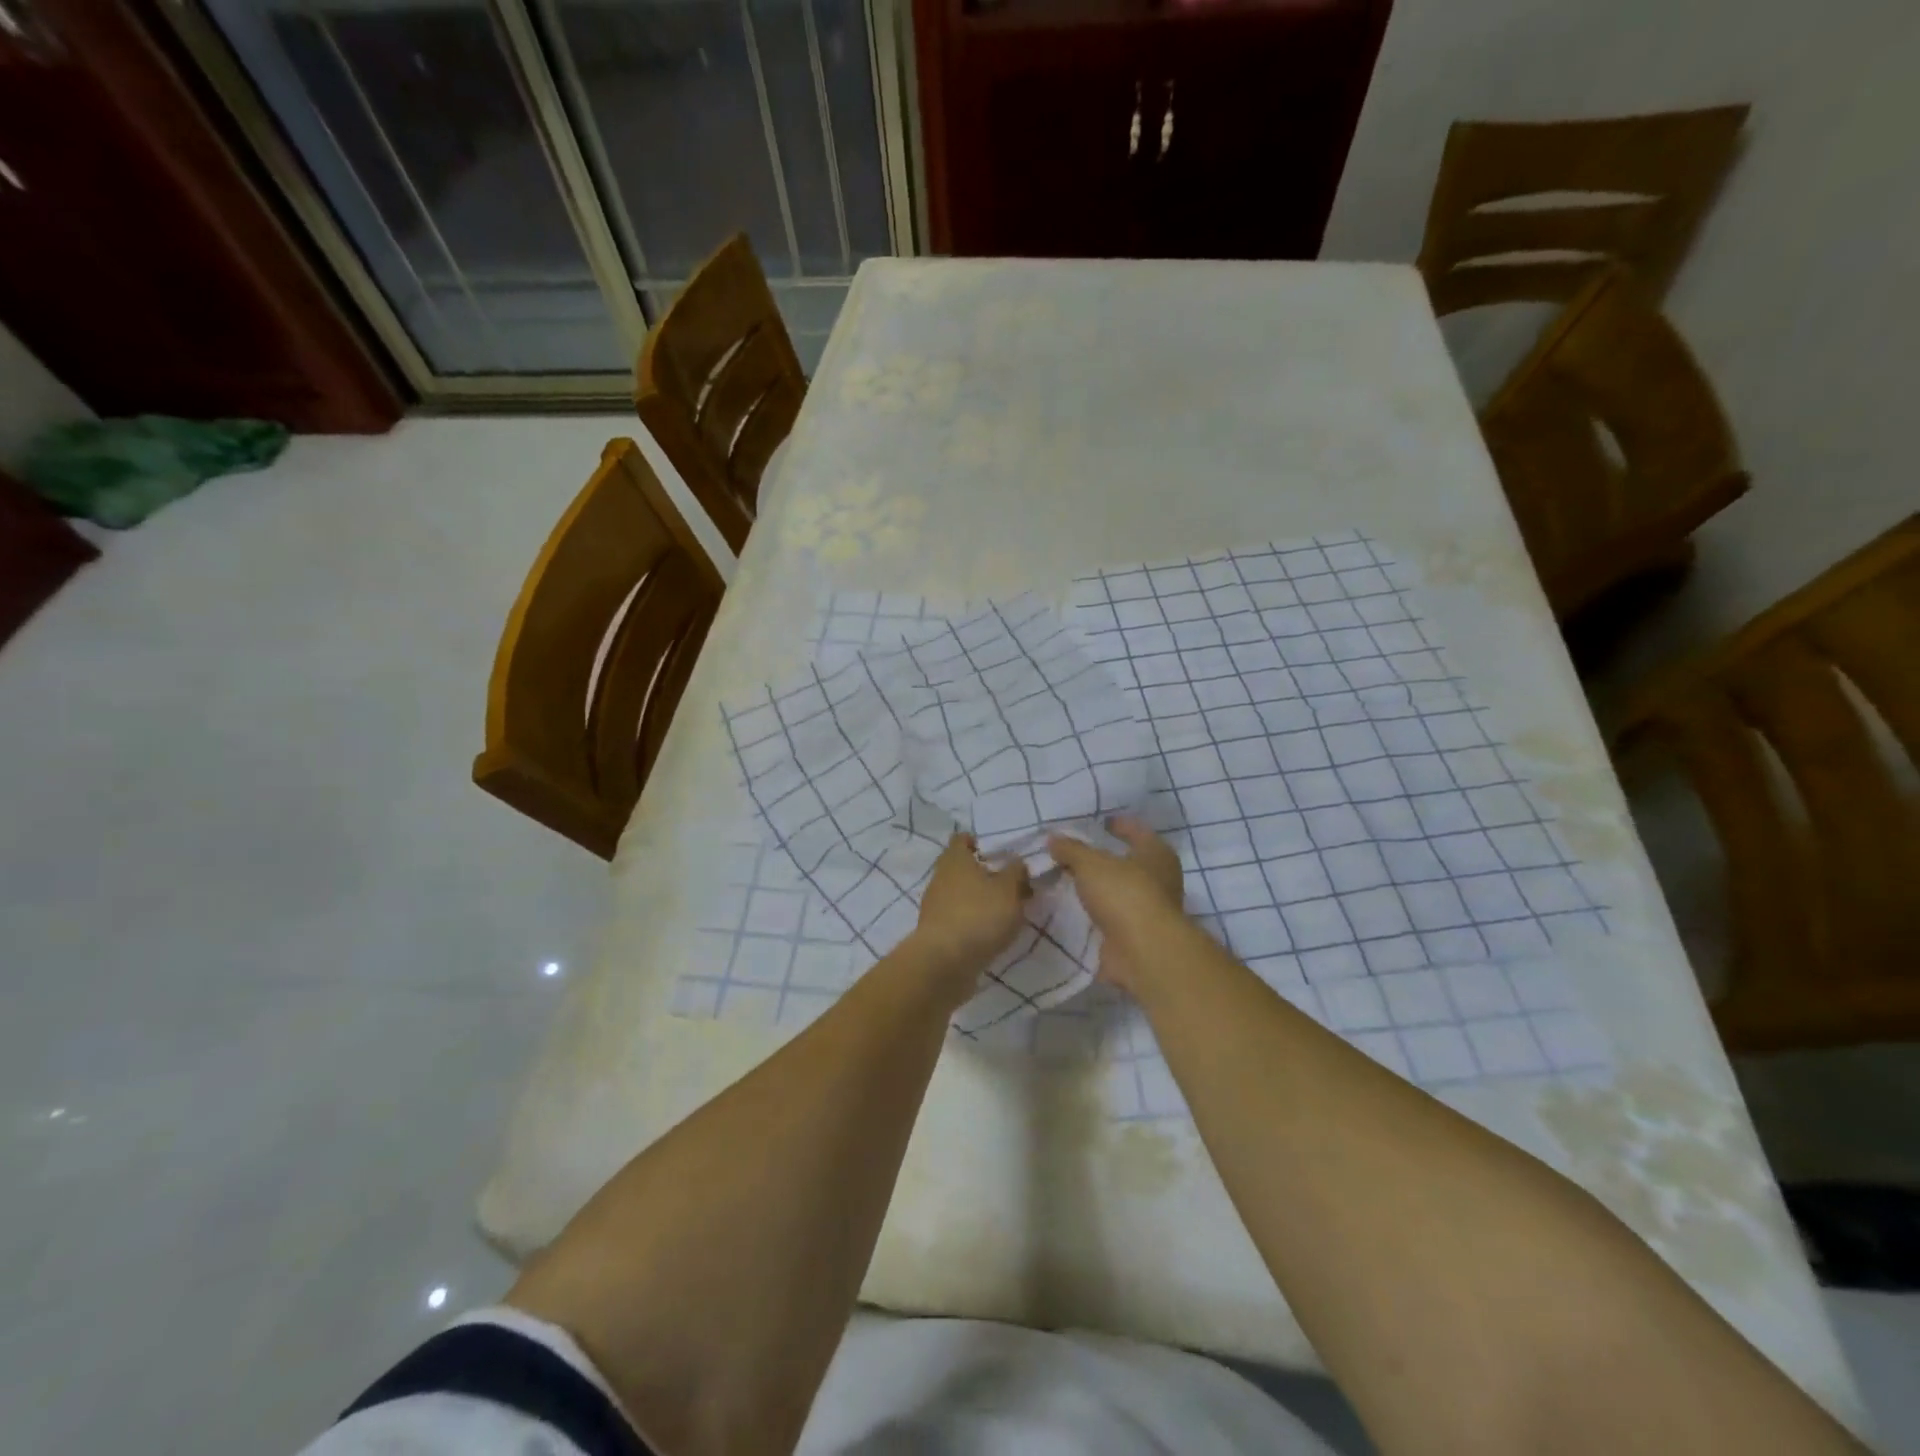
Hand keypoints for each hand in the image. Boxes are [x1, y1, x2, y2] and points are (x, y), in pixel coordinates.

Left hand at [906, 832, 1031, 1002]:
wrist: (944, 963)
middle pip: (962, 868)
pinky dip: (973, 922)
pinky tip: (991, 933)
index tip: (1001, 853)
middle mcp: (940, 877)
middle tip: (1011, 885)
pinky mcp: (936, 932)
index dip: (980, 842)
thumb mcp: (1009, 889)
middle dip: (985, 874)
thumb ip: (1016, 872)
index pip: (962, 839)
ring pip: (961, 894)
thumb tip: (1016, 862)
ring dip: (980, 900)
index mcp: (955, 859)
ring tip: (1006, 912)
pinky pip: (958, 918)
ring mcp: (934, 906)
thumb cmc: (979, 915)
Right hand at [1047, 816, 1187, 996]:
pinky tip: (1073, 911)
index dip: (1118, 824)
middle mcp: (1159, 879)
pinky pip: (1112, 918)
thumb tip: (1053, 838)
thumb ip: (1071, 849)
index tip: (1099, 822)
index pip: (1136, 830)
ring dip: (1098, 889)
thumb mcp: (1091, 864)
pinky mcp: (1137, 936)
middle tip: (1074, 854)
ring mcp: (1150, 910)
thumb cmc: (1124, 894)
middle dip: (1104, 859)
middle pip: (1129, 862)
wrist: (1143, 952)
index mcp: (1156, 853)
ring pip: (1119, 892)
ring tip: (1068, 882)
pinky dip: (1096, 914)